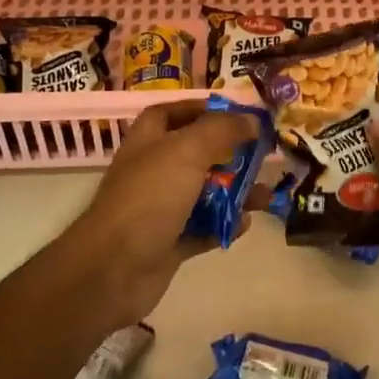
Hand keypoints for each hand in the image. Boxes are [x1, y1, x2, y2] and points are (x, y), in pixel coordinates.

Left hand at [72, 99, 266, 323]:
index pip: (171, 113)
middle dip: (229, 154)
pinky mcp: (168, 243)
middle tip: (262, 155)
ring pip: (204, 194)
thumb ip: (221, 131)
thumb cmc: (148, 198)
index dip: (200, 109)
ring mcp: (160, 210)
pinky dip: (224, 225)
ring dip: (235, 193)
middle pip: (195, 154)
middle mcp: (153, 172)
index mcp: (148, 142)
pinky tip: (245, 223)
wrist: (113, 270)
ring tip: (265, 196)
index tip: (236, 113)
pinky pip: (203, 229)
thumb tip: (251, 119)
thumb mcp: (186, 151)